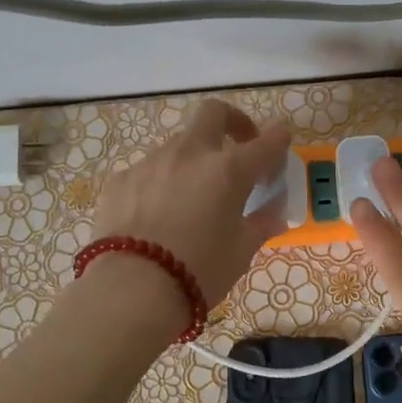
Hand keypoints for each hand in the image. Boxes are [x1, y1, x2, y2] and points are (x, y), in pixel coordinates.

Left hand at [87, 100, 292, 319]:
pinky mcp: (121, 179)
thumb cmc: (200, 272)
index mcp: (229, 170)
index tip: (281, 144)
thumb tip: (273, 213)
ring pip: (178, 145)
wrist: (132, 289)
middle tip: (238, 147)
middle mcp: (190, 154)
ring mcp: (151, 162)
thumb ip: (260, 224)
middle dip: (232, 122)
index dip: (279, 140)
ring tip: (192, 196)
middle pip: (214, 113)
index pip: (267, 142)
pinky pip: (148, 170)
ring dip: (193, 159)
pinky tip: (156, 213)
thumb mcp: (241, 252)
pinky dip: (161, 182)